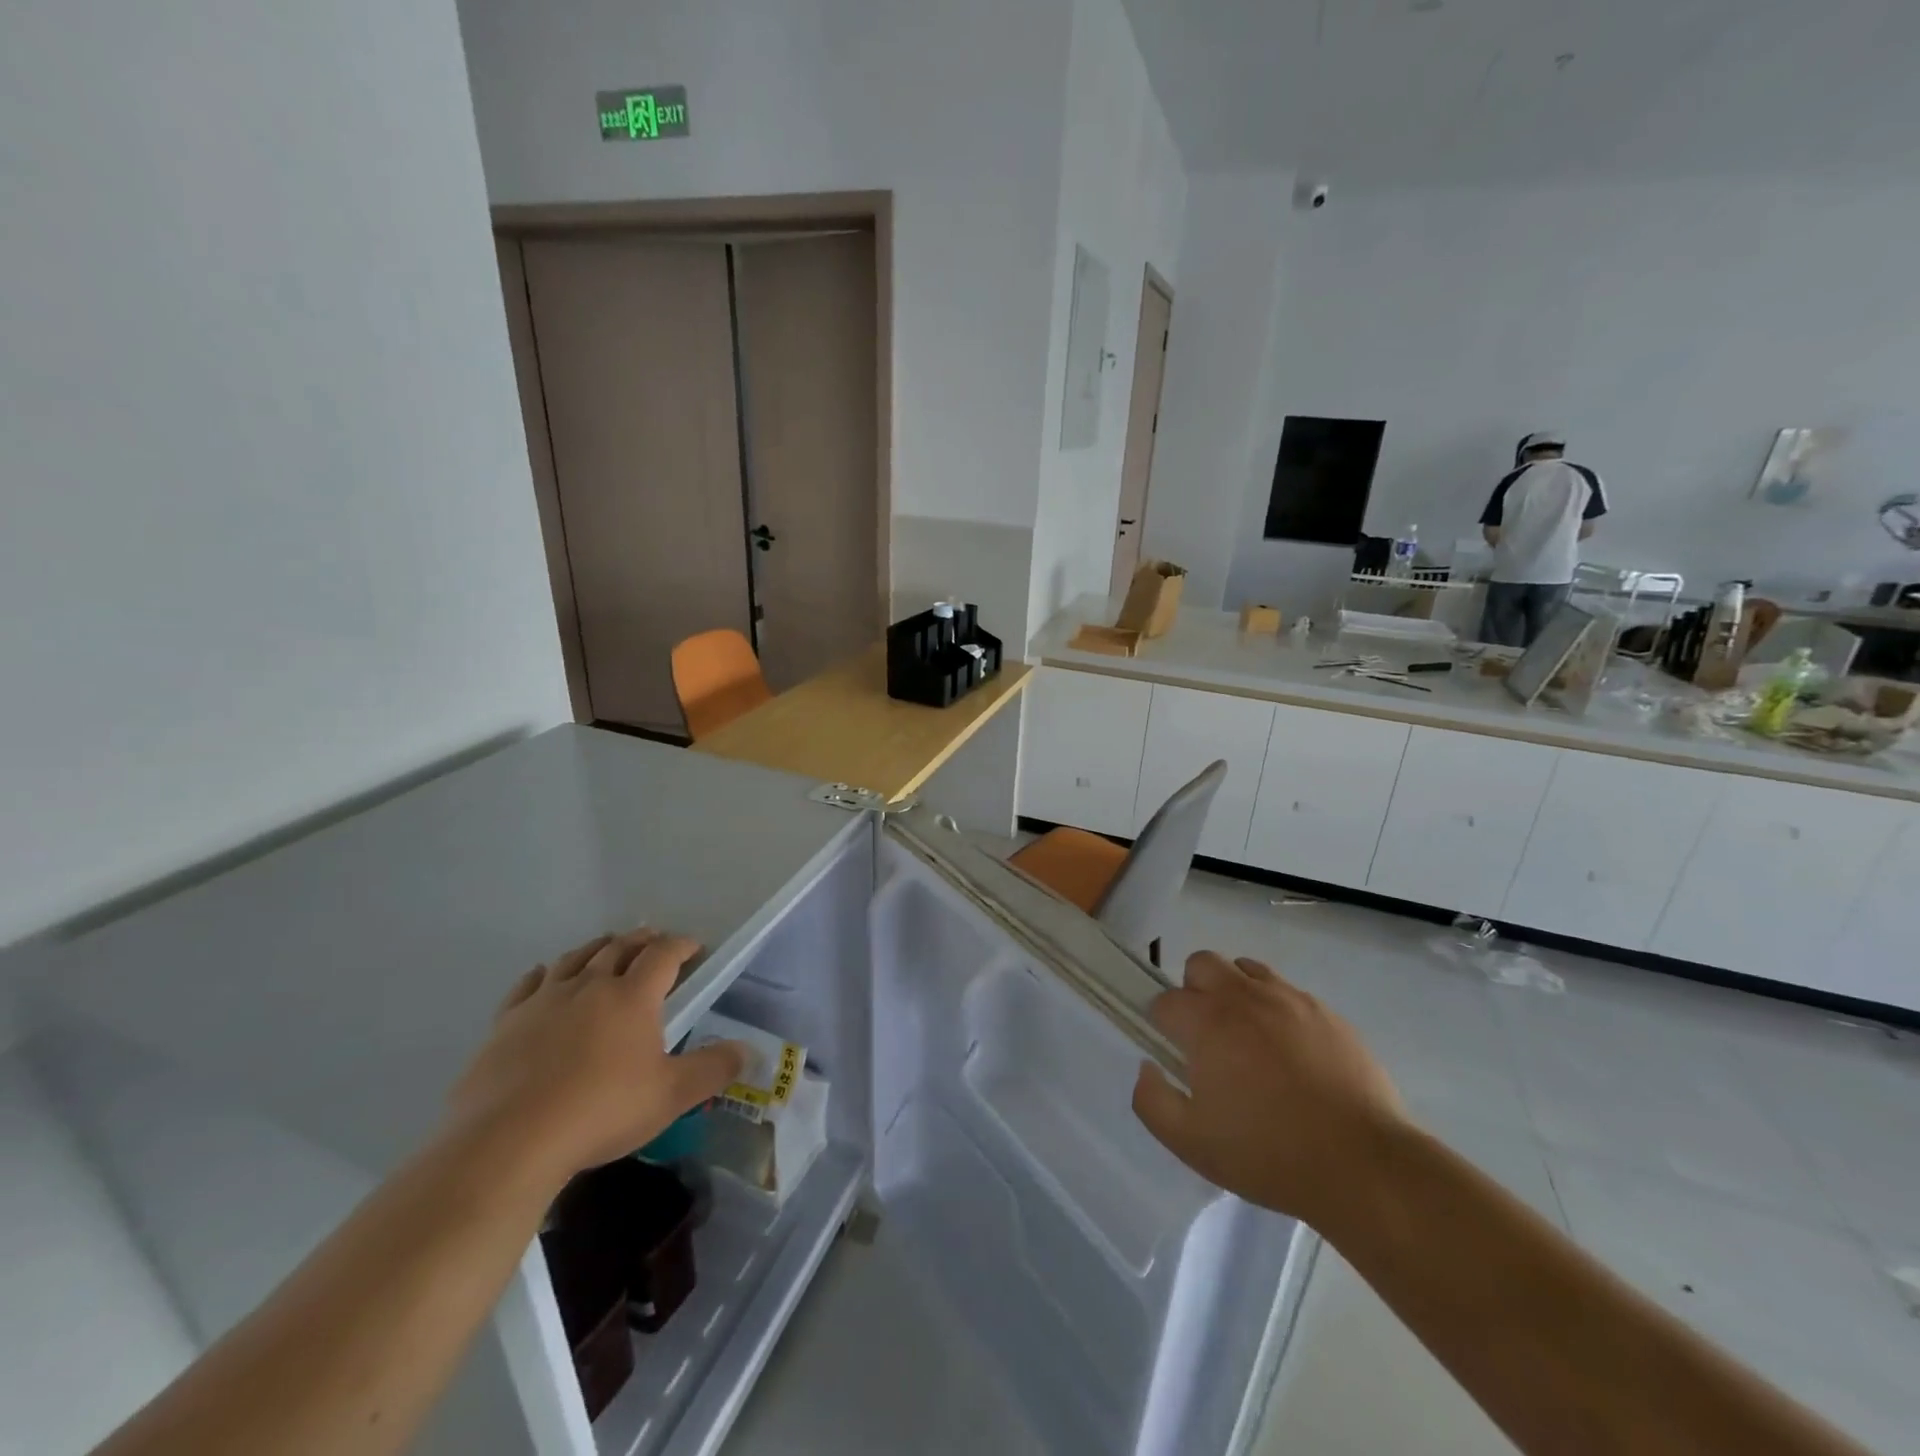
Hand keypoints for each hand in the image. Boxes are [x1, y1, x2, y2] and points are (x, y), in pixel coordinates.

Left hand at [446, 929, 744, 1187]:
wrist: (509, 1141)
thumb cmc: (601, 1112)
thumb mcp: (670, 1096)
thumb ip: (713, 1069)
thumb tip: (748, 1050)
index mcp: (633, 997)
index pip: (663, 955)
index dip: (682, 945)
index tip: (694, 947)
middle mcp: (590, 986)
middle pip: (619, 947)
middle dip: (640, 940)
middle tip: (652, 939)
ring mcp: (544, 1001)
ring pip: (574, 959)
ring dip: (596, 948)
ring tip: (606, 947)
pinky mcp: (506, 1022)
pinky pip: (528, 984)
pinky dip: (544, 973)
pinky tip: (544, 975)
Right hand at [1131, 951, 1406, 1223]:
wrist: (1363, 1165)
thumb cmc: (1268, 1154)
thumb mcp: (1191, 1143)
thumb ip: (1151, 1100)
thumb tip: (1148, 1067)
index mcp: (1206, 1022)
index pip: (1165, 1000)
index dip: (1162, 1025)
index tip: (1174, 1054)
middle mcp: (1243, 996)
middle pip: (1201, 963)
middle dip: (1193, 991)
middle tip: (1207, 1037)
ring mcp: (1289, 999)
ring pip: (1245, 969)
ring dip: (1235, 992)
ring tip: (1248, 1039)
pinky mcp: (1326, 1012)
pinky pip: (1287, 992)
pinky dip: (1276, 1010)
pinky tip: (1290, 1054)